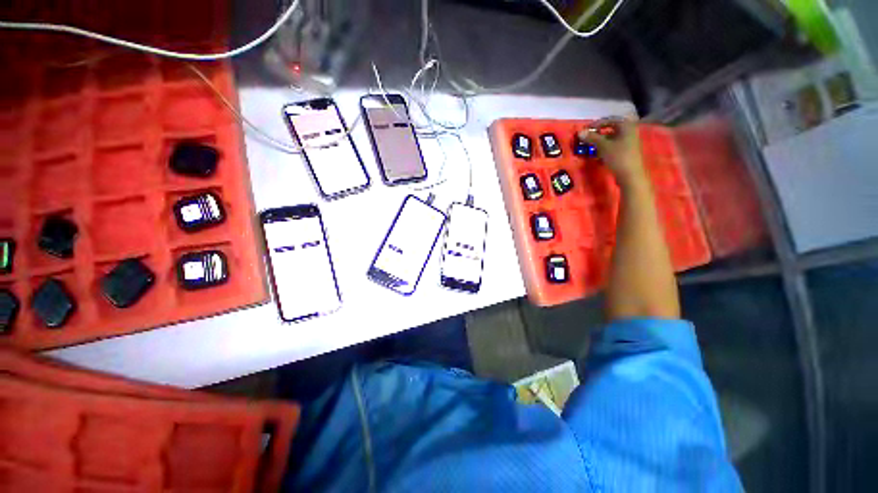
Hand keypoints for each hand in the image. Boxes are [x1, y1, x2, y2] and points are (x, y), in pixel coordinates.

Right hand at [577, 118, 646, 187]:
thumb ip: (592, 138)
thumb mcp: (603, 146)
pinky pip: (613, 147)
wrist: (630, 175)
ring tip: (590, 148)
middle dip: (598, 134)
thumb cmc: (618, 157)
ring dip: (600, 143)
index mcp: (626, 126)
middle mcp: (629, 132)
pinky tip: (597, 156)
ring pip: (611, 139)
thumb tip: (580, 132)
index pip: (610, 120)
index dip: (597, 124)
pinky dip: (604, 149)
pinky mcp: (626, 152)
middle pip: (611, 130)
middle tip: (587, 139)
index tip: (586, 130)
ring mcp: (628, 142)